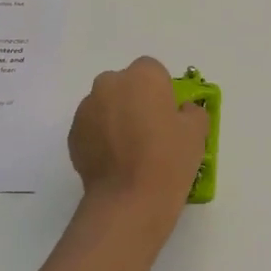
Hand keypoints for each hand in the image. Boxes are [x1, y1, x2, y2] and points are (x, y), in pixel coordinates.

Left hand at [68, 57, 209, 216]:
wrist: (129, 200)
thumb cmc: (168, 160)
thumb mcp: (197, 133)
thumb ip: (192, 111)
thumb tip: (182, 110)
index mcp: (142, 76)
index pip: (153, 70)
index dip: (162, 91)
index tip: (168, 114)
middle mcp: (109, 84)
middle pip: (124, 84)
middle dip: (135, 100)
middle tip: (150, 130)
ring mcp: (86, 109)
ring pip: (105, 105)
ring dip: (116, 118)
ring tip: (130, 151)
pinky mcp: (73, 134)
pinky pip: (92, 127)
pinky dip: (101, 138)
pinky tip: (115, 162)